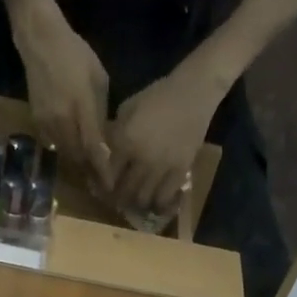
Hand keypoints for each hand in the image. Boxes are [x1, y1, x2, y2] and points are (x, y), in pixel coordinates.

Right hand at [15, 17, 112, 189]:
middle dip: (90, 171)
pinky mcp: (37, 123)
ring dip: (78, 163)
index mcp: (81, 109)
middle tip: (102, 182)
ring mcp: (48, 124)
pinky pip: (55, 144)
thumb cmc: (75, 55)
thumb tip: (104, 138)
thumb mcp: (99, 80)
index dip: (102, 170)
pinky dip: (66, 151)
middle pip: (78, 158)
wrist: (40, 41)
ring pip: (66, 154)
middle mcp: (63, 122)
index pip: (94, 149)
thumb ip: (100, 112)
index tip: (110, 186)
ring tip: (90, 172)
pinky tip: (75, 151)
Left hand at [107, 68, 219, 217]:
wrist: (193, 92)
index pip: (107, 175)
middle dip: (119, 198)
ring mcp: (162, 167)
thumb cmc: (158, 96)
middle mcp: (142, 158)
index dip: (103, 185)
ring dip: (137, 203)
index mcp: (125, 141)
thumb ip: (116, 133)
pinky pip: (165, 198)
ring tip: (136, 201)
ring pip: (143, 199)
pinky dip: (157, 204)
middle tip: (119, 198)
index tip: (103, 188)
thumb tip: (106, 153)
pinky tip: (155, 202)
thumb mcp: (128, 108)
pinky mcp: (180, 171)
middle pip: (124, 192)